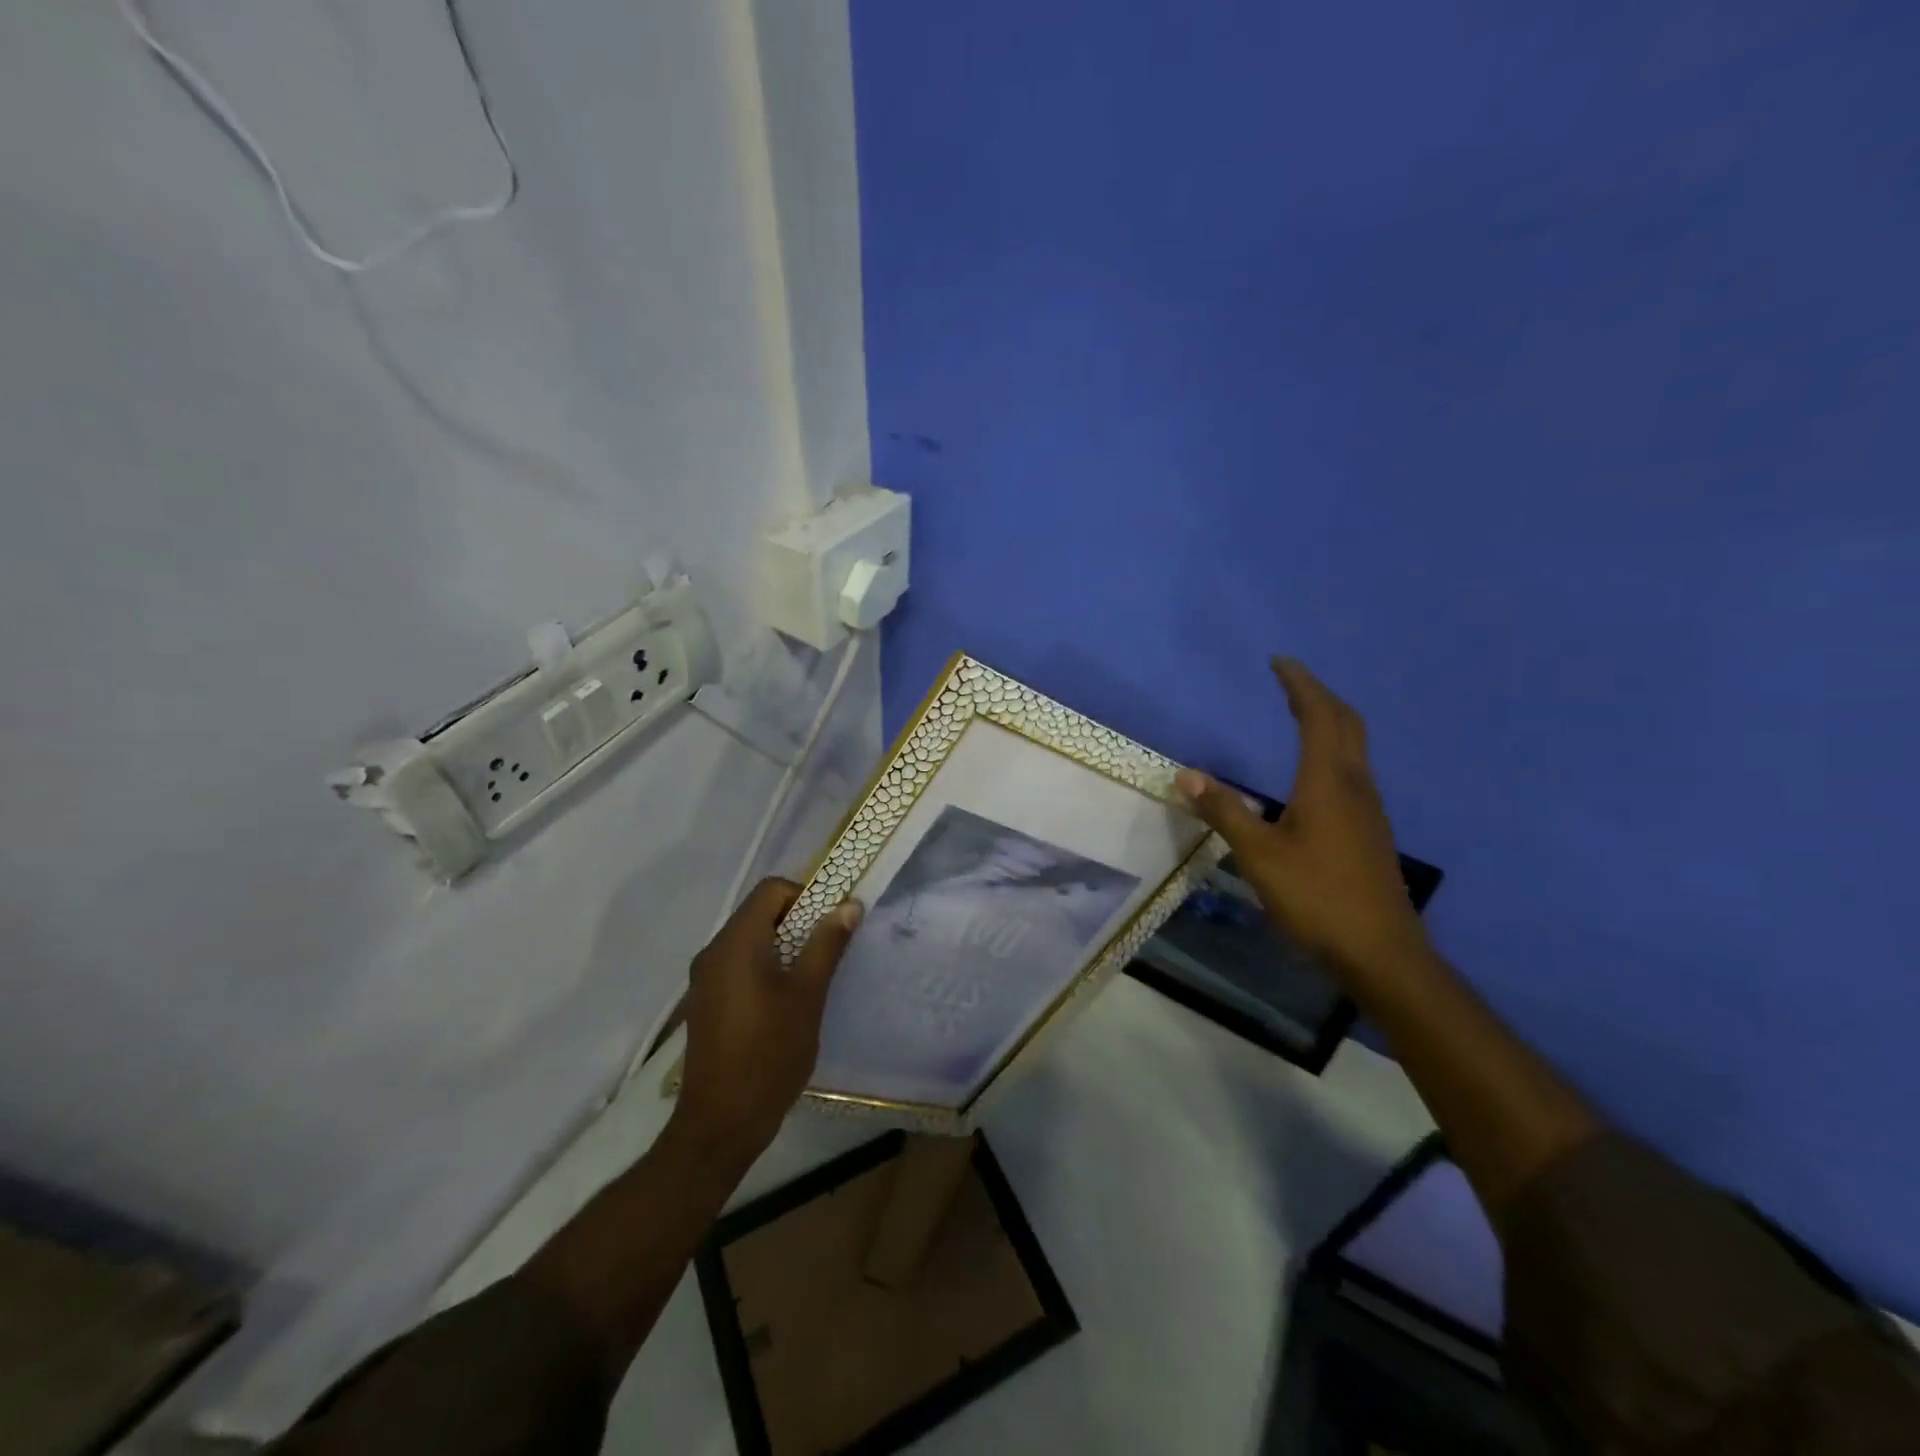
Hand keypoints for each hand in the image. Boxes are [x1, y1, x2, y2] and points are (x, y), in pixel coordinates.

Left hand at [674, 878, 863, 1166]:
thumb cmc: (770, 1053)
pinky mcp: (705, 1002)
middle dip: (798, 921)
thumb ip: (827, 944)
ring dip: (783, 945)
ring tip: (811, 978)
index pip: (771, 890)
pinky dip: (765, 966)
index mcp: (736, 942)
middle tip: (828, 950)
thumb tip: (849, 905)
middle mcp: (714, 951)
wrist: (721, 1122)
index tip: (830, 924)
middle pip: (759, 912)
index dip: (806, 896)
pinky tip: (784, 1001)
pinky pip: (738, 964)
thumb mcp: (808, 995)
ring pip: (750, 940)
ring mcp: (705, 978)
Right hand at [1176, 657, 1430, 984]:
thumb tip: (1186, 774)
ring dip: (1329, 722)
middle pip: (1346, 724)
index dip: (1300, 685)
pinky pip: (1353, 771)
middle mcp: (1355, 786)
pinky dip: (1332, 751)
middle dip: (1318, 696)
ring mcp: (1369, 810)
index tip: (1279, 662)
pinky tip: (1313, 773)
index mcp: (1328, 782)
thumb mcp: (1259, 855)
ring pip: (1354, 748)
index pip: (1318, 716)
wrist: (1380, 952)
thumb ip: (1224, 812)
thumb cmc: (1317, 898)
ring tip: (1300, 715)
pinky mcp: (1370, 831)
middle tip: (1289, 682)